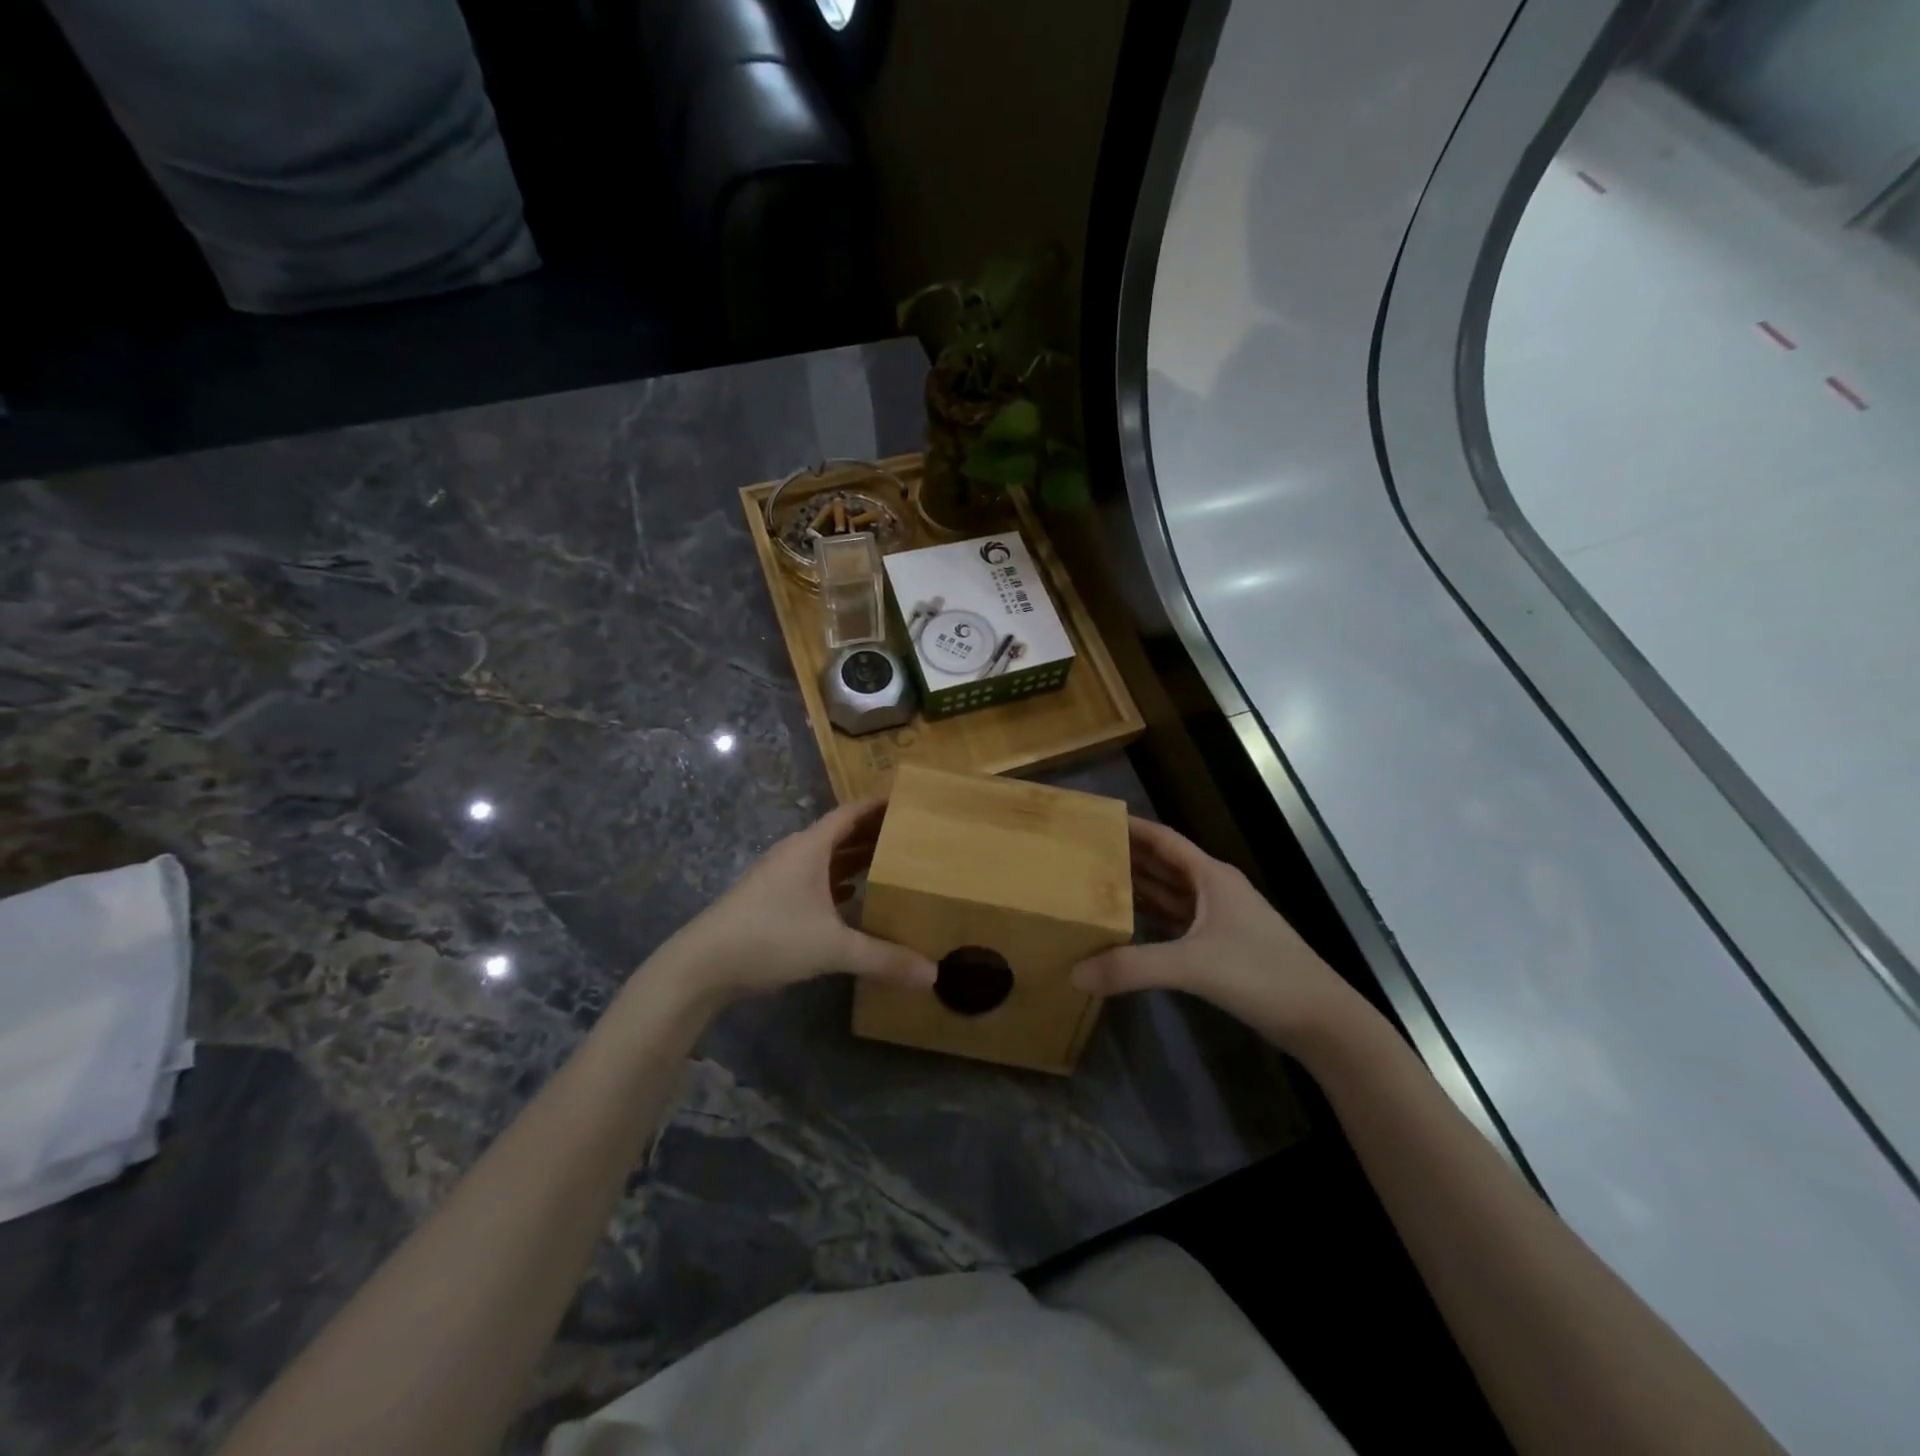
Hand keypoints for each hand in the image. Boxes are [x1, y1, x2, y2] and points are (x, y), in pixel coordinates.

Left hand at [652, 799, 936, 1008]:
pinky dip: (836, 882)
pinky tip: (853, 897)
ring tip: (890, 863)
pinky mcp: (770, 900)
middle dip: (873, 832)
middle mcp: (795, 854)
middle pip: (840, 833)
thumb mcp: (832, 947)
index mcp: (810, 848)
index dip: (879, 805)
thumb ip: (883, 958)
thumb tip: (933, 974)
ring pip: (825, 858)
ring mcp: (779, 877)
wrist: (701, 965)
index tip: (909, 801)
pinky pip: (813, 880)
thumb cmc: (769, 938)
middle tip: (911, 834)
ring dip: (854, 858)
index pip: (851, 813)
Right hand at [1071, 818, 1363, 1053]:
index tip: (1097, 820)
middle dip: (1128, 856)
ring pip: (1171, 894)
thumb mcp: (1193, 966)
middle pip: (1164, 864)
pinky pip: (1177, 923)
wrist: (1322, 1021)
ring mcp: (1221, 920)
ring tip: (1096, 884)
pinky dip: (1152, 919)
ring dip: (1139, 888)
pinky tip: (1128, 926)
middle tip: (1084, 853)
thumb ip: (1132, 967)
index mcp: (1211, 877)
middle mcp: (1215, 891)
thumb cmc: (1261, 975)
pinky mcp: (1223, 949)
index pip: (1164, 840)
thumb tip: (1075, 972)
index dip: (1133, 827)